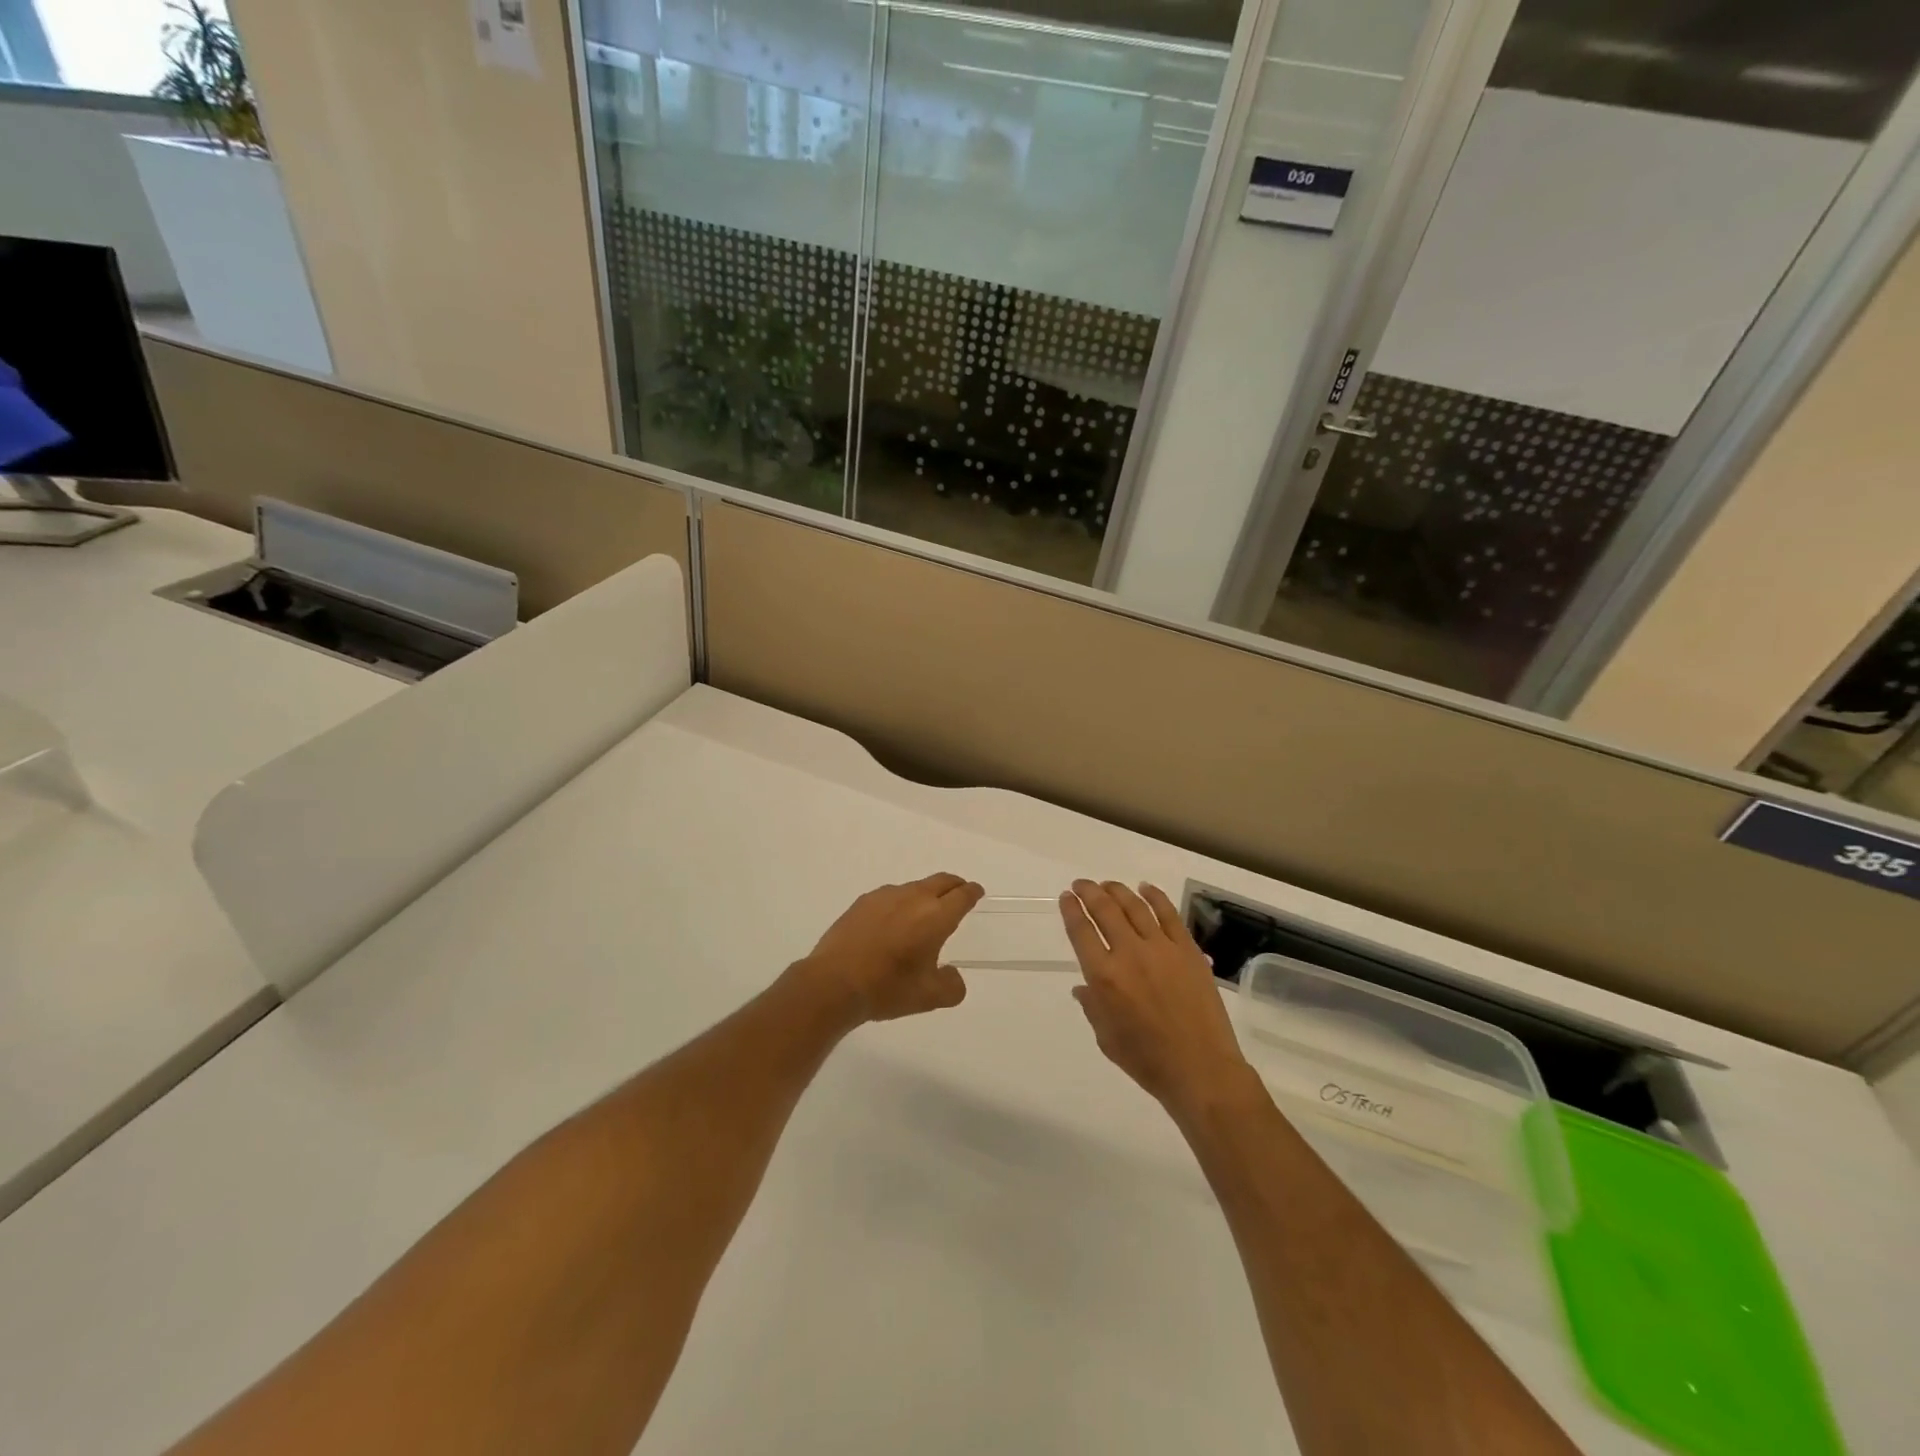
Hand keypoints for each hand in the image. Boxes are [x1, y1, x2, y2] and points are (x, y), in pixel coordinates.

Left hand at [793, 873, 982, 1027]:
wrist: (833, 983)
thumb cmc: (887, 989)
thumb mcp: (929, 998)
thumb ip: (951, 986)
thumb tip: (952, 974)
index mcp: (936, 917)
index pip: (962, 895)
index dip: (972, 892)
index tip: (976, 892)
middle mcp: (913, 898)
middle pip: (941, 881)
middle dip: (954, 885)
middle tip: (959, 893)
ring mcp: (885, 897)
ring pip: (914, 887)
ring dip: (925, 894)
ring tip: (923, 913)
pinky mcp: (862, 902)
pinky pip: (890, 896)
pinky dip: (900, 903)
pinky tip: (892, 922)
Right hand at [1061, 880, 1254, 1121]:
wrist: (1201, 1069)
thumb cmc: (1147, 1060)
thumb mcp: (1106, 1037)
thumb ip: (1092, 1006)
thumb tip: (1083, 987)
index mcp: (1104, 977)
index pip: (1081, 931)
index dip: (1071, 910)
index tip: (1066, 898)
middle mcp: (1129, 954)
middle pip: (1105, 910)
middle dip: (1089, 892)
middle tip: (1081, 884)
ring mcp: (1161, 949)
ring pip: (1135, 906)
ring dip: (1117, 890)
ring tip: (1107, 884)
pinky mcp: (1188, 950)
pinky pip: (1169, 915)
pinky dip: (1155, 897)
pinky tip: (1145, 888)